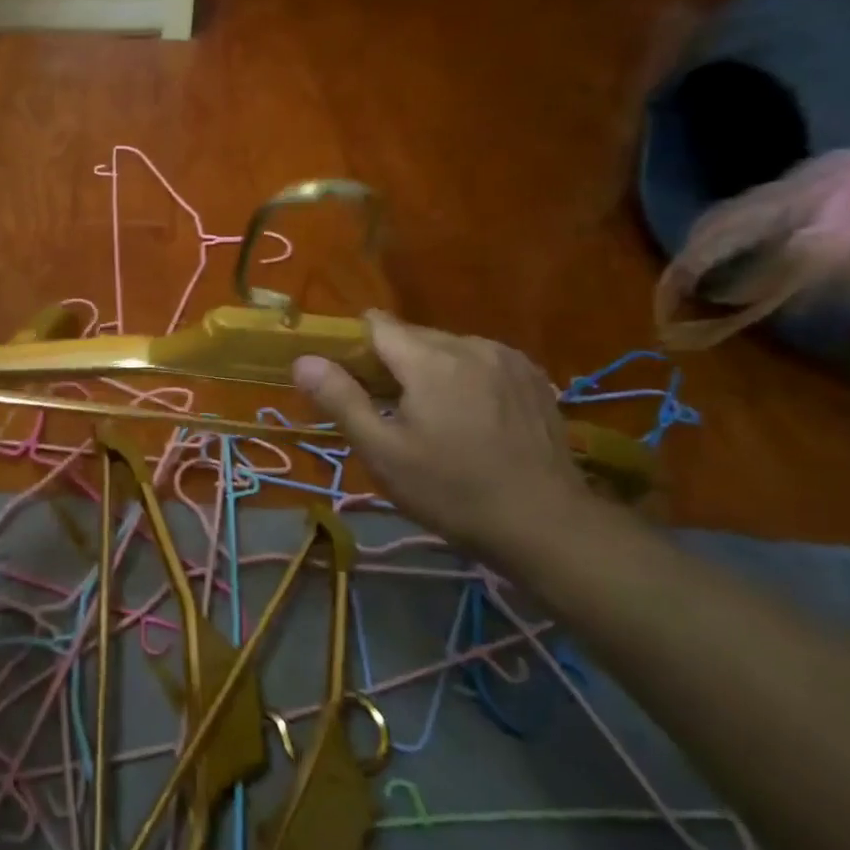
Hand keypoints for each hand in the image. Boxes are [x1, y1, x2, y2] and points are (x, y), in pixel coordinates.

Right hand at [293, 311, 589, 555]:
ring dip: (429, 371)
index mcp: (431, 360)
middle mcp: (471, 345)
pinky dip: (463, 379)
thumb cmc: (451, 491)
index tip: (347, 380)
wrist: (546, 525)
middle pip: (413, 336)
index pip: (377, 324)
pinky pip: (481, 362)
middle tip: (386, 412)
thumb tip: (303, 360)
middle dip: (391, 363)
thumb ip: (340, 399)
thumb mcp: (382, 452)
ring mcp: (509, 359)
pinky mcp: (533, 378)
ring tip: (431, 419)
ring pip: (448, 349)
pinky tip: (470, 420)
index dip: (353, 346)